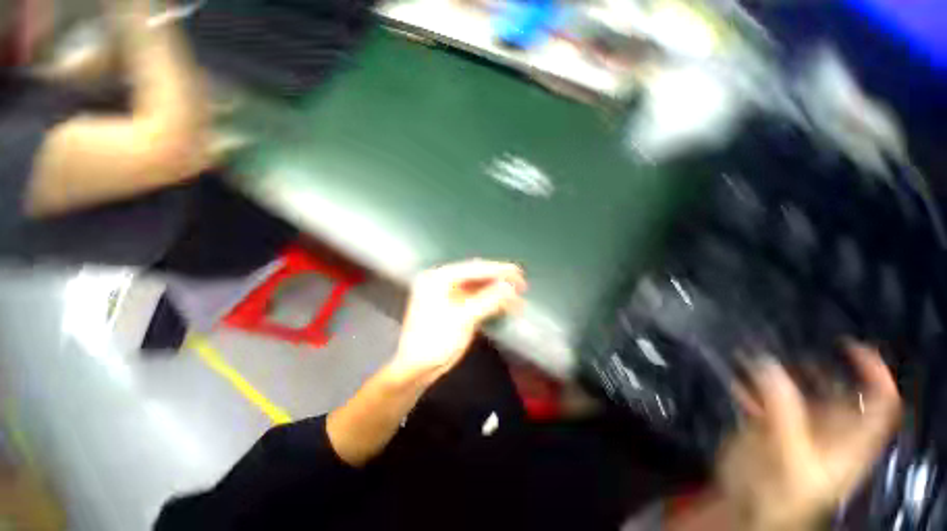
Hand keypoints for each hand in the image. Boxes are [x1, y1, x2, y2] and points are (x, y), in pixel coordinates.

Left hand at [387, 260, 525, 385]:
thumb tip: (510, 288)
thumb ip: (487, 301)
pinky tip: (505, 305)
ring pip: (478, 287)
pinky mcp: (454, 306)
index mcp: (438, 278)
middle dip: (499, 280)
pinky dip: (491, 301)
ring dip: (497, 292)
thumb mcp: (462, 319)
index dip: (498, 270)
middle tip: (521, 284)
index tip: (518, 273)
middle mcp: (442, 281)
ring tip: (517, 298)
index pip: (473, 269)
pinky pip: (476, 298)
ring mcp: (448, 294)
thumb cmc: (435, 342)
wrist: (417, 369)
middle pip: (476, 276)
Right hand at [718, 344, 900, 530]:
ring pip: (798, 389)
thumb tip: (765, 365)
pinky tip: (736, 380)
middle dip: (815, 368)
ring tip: (754, 359)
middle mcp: (829, 429)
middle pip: (836, 390)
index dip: (873, 374)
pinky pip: (765, 395)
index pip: (878, 404)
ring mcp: (799, 426)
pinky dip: (752, 384)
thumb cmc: (778, 493)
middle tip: (786, 351)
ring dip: (779, 372)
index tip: (849, 347)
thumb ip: (781, 410)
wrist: (745, 508)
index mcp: (848, 441)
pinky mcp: (771, 424)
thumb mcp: (787, 456)